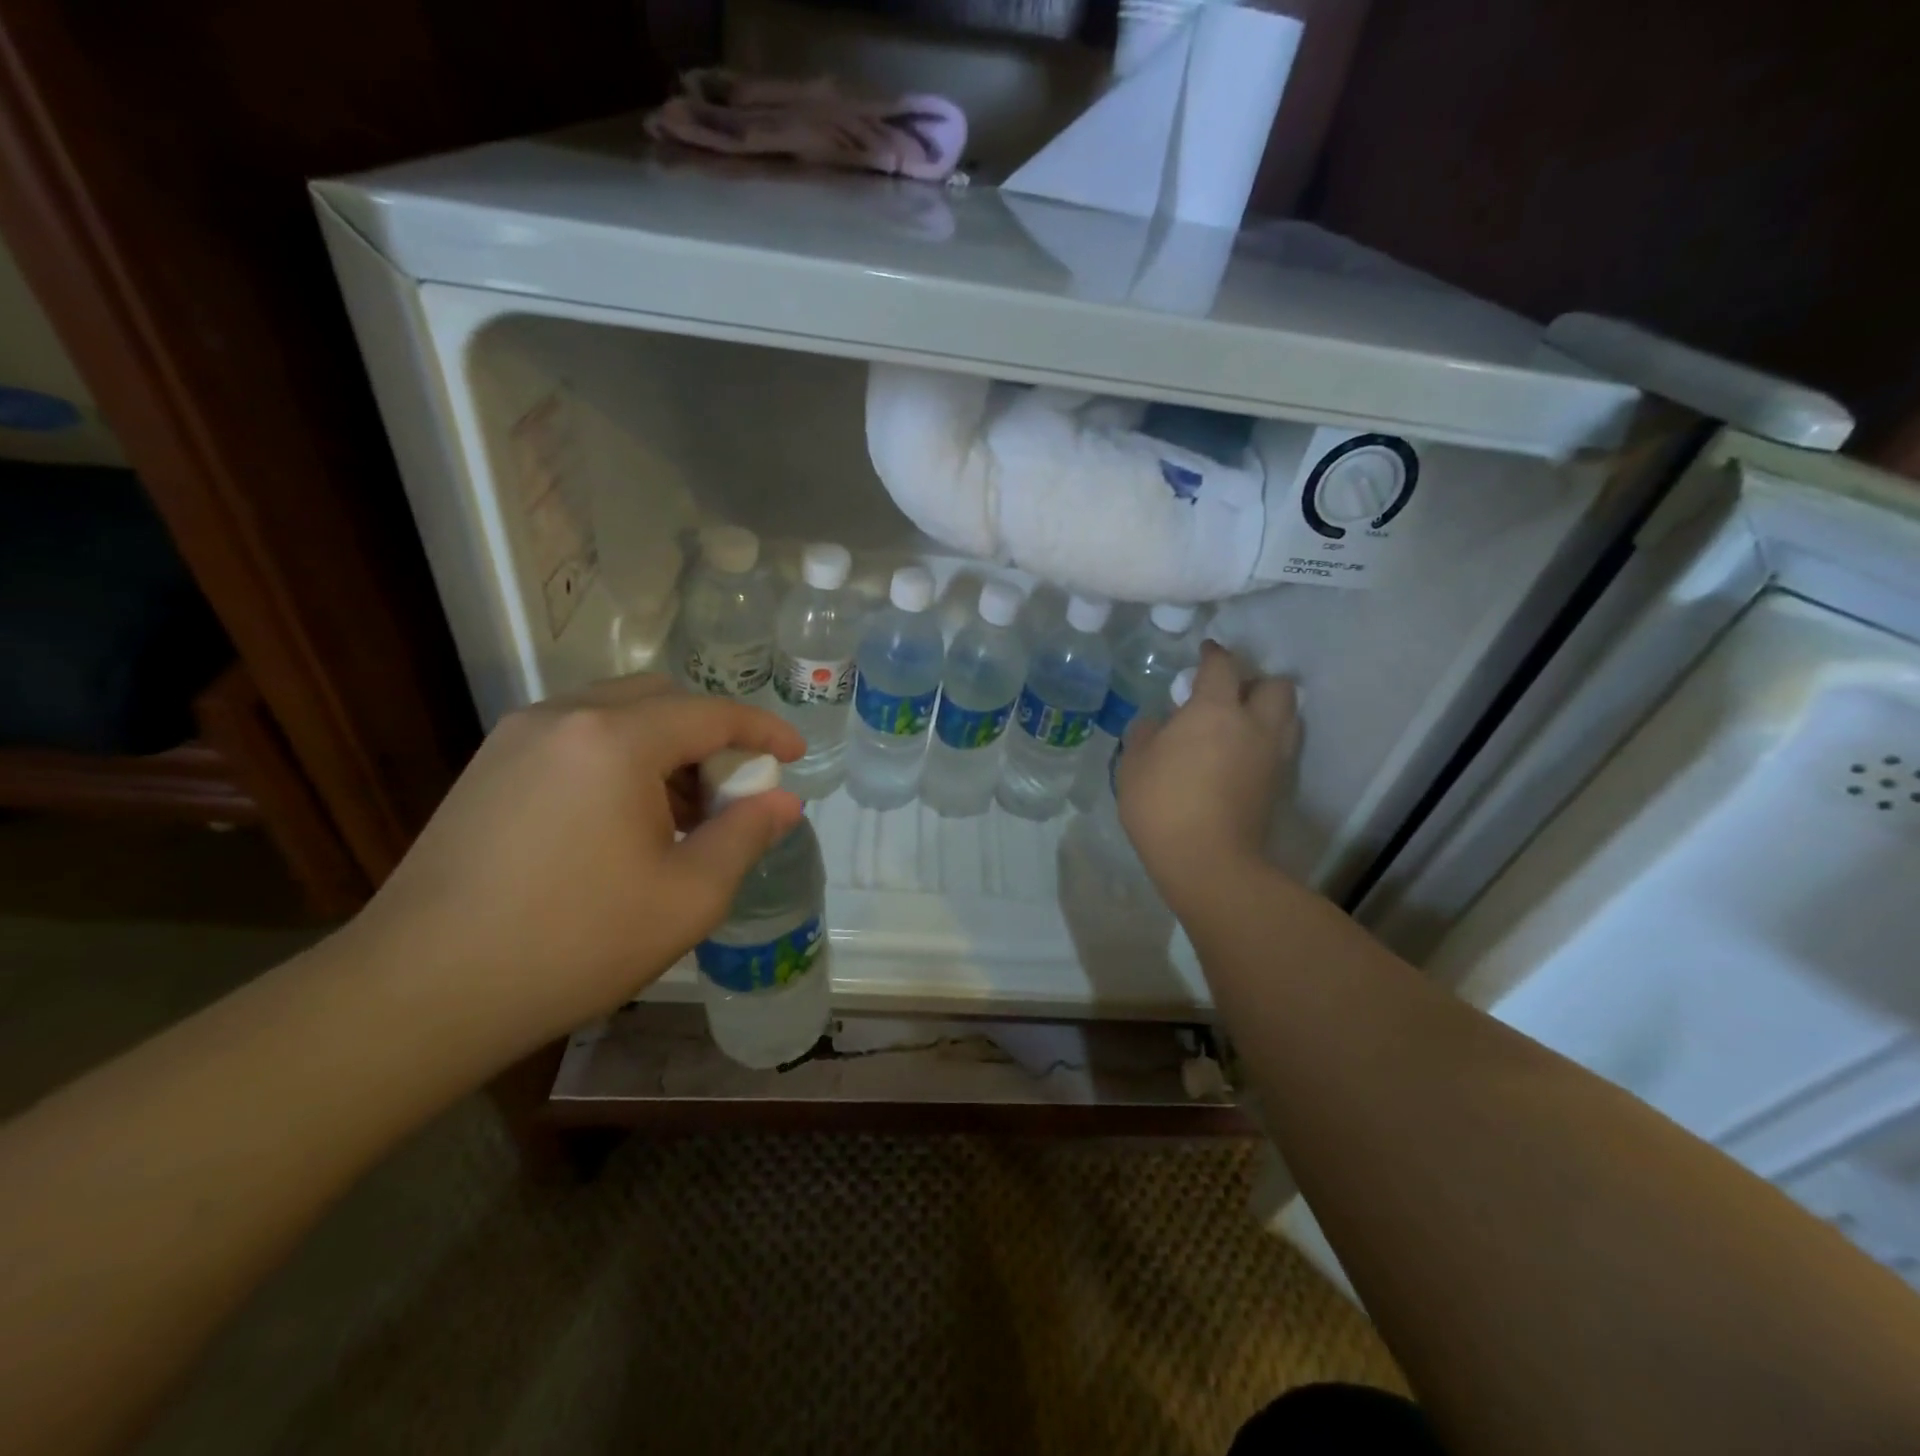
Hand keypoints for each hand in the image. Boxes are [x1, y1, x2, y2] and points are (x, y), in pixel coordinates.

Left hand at [344, 675, 805, 1053]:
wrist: (419, 992)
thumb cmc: (573, 943)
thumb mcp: (688, 897)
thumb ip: (746, 836)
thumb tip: (782, 802)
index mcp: (616, 739)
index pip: (712, 712)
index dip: (764, 730)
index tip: (794, 755)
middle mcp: (564, 717)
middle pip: (662, 699)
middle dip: (711, 735)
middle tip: (731, 793)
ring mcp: (516, 738)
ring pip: (616, 715)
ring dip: (664, 749)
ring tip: (679, 816)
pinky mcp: (488, 767)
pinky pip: (577, 738)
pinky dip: (620, 759)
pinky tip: (622, 822)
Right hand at [1116, 641, 1299, 911]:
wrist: (1207, 861)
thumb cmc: (1162, 804)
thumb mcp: (1134, 765)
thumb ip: (1145, 734)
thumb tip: (1156, 724)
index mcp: (1215, 710)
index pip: (1223, 666)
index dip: (1214, 654)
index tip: (1205, 652)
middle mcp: (1255, 725)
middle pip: (1276, 685)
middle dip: (1256, 681)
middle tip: (1230, 694)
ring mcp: (1273, 756)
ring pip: (1289, 716)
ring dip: (1270, 710)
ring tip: (1241, 723)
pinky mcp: (1279, 785)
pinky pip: (1283, 747)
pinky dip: (1268, 741)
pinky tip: (1243, 755)